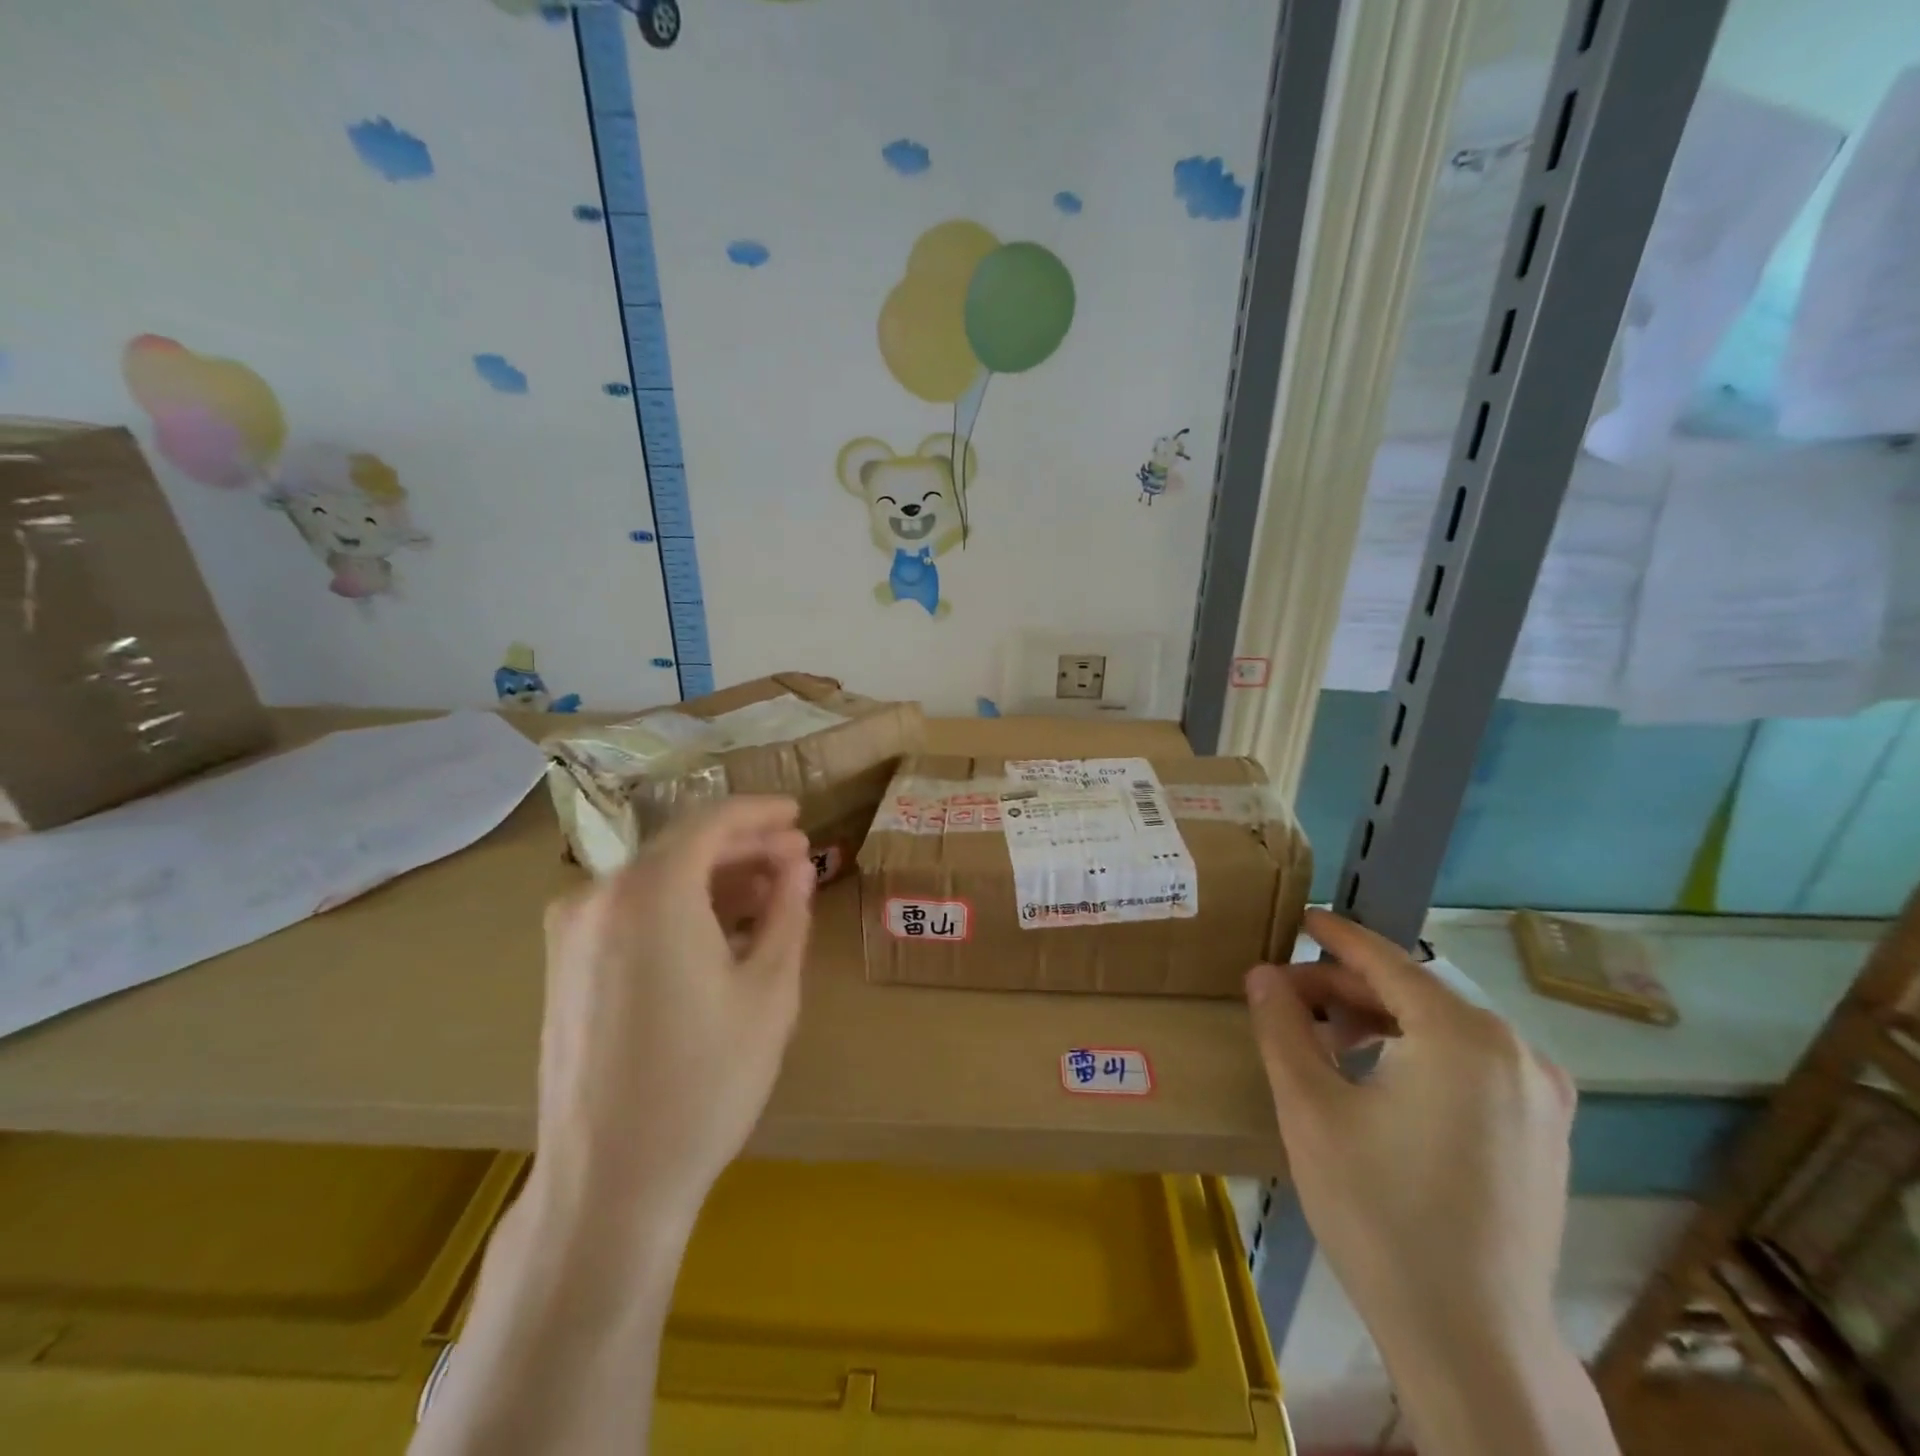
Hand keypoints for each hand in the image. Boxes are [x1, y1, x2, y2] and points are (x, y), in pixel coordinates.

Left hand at [534, 797, 815, 1238]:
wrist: (608, 1183)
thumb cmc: (705, 1082)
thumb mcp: (770, 991)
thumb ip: (787, 911)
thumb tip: (797, 865)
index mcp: (651, 892)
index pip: (711, 822)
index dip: (760, 812)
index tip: (798, 814)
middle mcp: (599, 896)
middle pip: (681, 847)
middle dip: (743, 846)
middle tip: (795, 858)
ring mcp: (571, 933)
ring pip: (655, 878)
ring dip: (713, 878)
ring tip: (767, 894)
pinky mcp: (563, 967)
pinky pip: (630, 911)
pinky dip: (678, 906)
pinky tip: (718, 931)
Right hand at [1246, 909, 1576, 1369]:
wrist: (1475, 1342)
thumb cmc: (1380, 1213)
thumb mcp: (1310, 1108)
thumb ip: (1282, 1026)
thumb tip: (1263, 973)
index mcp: (1464, 1036)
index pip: (1387, 961)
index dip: (1336, 936)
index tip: (1300, 918)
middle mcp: (1516, 1052)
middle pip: (1415, 993)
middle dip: (1347, 988)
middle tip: (1289, 998)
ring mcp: (1541, 1095)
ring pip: (1443, 1028)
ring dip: (1380, 1021)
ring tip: (1325, 1040)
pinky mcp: (1546, 1132)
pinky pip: (1471, 1063)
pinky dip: (1418, 1052)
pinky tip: (1377, 1079)